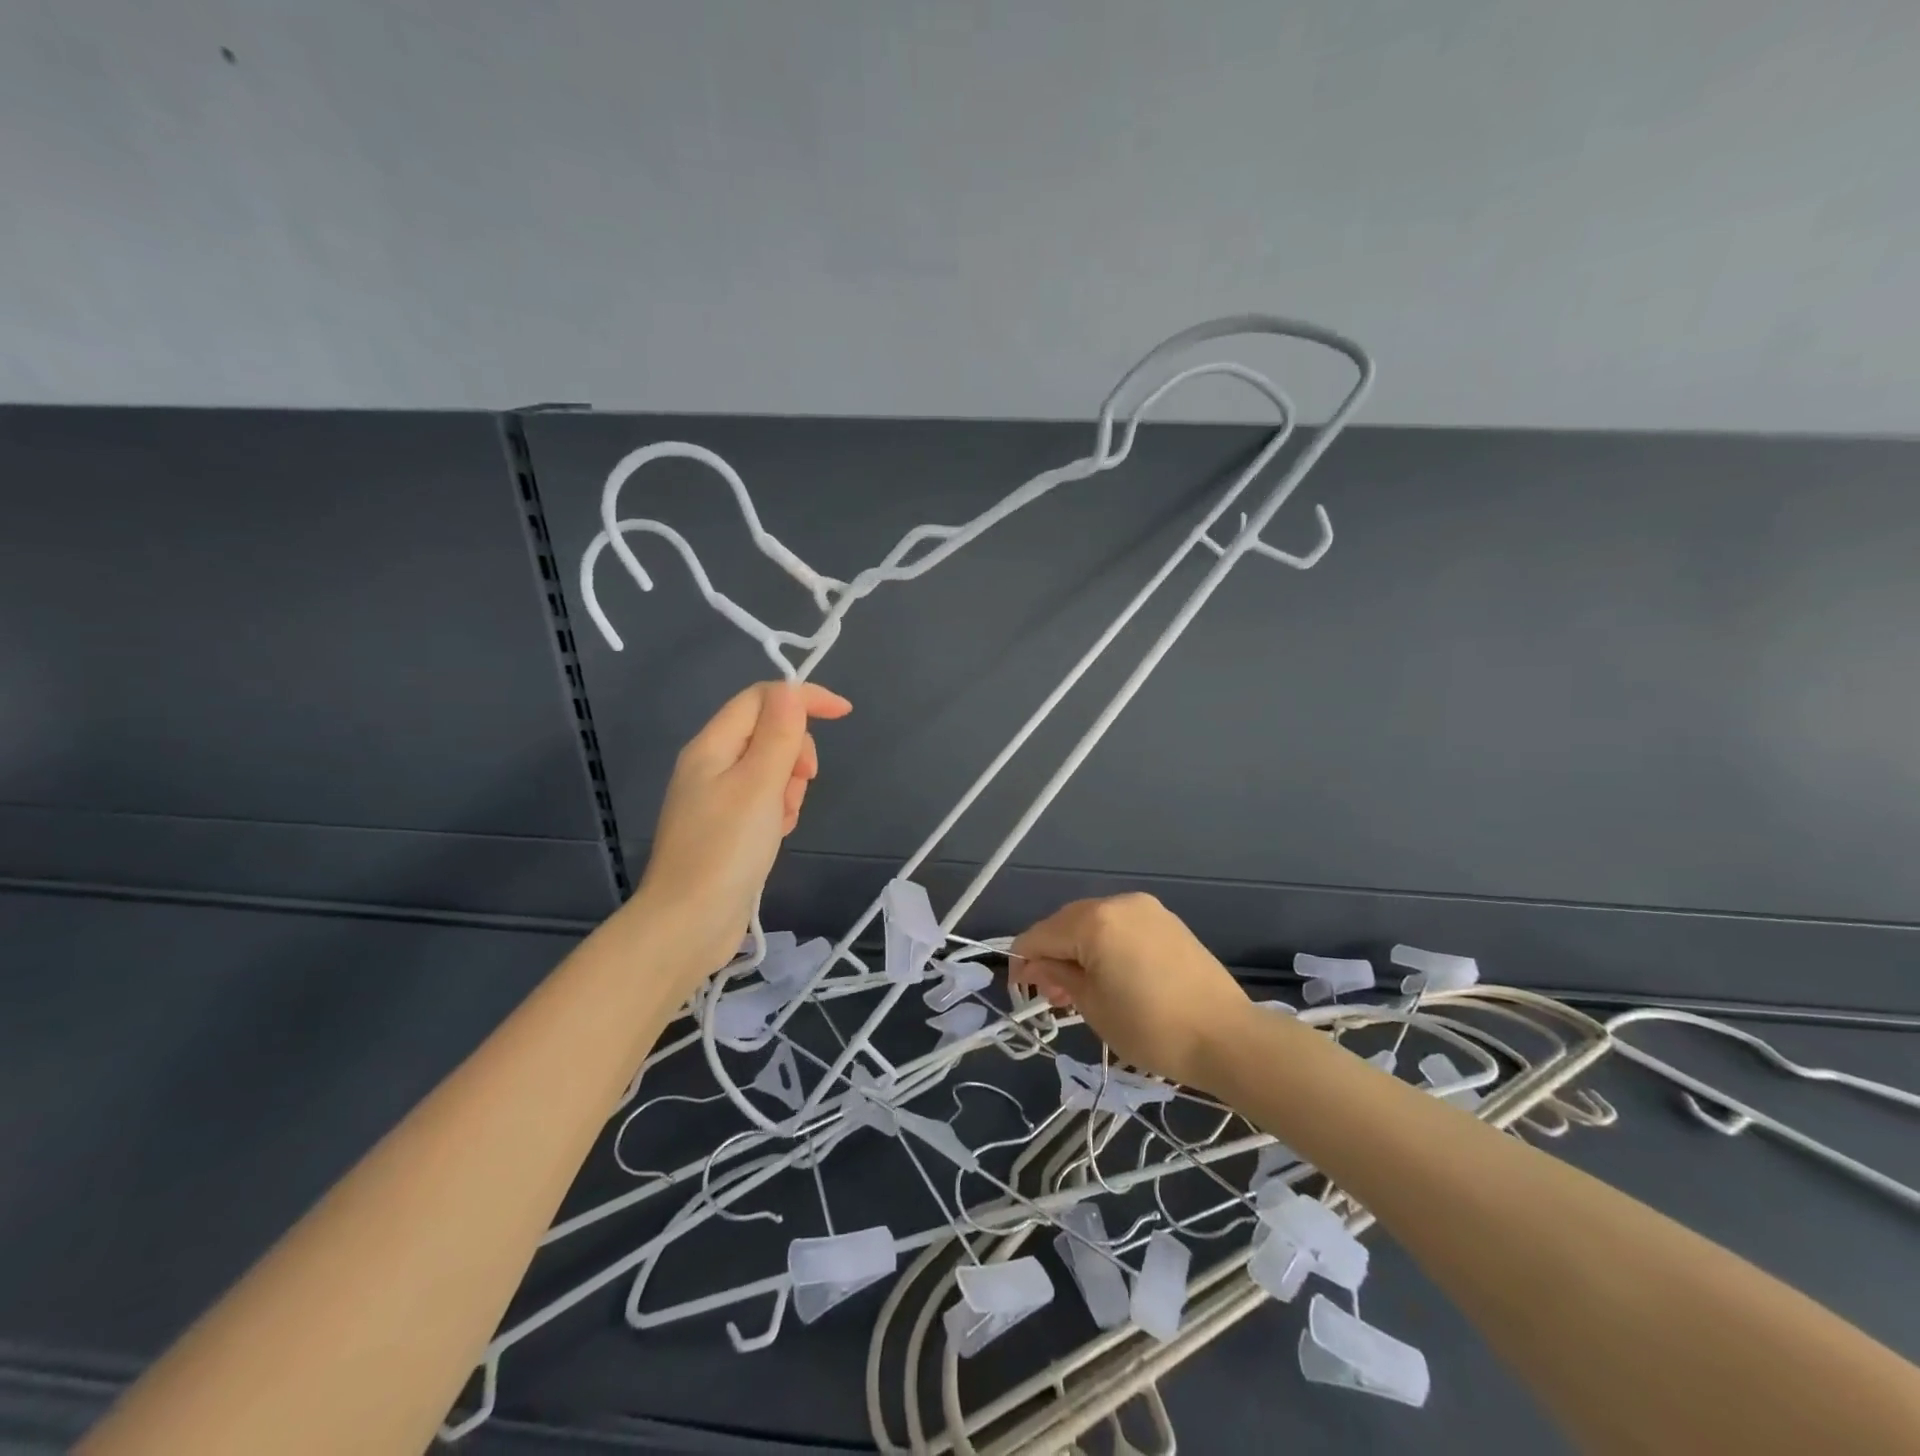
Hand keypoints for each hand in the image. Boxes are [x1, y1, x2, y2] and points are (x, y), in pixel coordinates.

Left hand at [630, 681, 851, 984]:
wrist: (688, 924)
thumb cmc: (725, 850)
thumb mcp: (759, 785)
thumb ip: (779, 734)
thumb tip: (792, 689)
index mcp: (712, 746)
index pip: (762, 698)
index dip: (803, 698)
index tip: (844, 713)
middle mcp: (711, 765)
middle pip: (767, 732)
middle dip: (795, 752)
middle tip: (799, 785)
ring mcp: (717, 798)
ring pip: (770, 769)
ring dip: (789, 786)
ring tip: (783, 819)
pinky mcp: (726, 827)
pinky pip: (764, 800)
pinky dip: (778, 810)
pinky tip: (776, 836)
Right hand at [1011, 893, 1253, 1091]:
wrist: (1227, 1037)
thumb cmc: (1151, 1027)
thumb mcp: (1092, 1006)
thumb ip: (1058, 977)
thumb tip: (1035, 966)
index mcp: (1094, 920)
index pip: (1039, 935)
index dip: (1022, 963)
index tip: (1022, 993)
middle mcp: (1118, 903)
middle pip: (1066, 924)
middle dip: (1052, 956)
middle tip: (1052, 998)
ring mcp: (1146, 909)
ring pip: (1094, 924)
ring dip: (1078, 951)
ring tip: (1080, 990)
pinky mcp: (1167, 921)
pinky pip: (1121, 927)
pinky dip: (1106, 946)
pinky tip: (1110, 975)